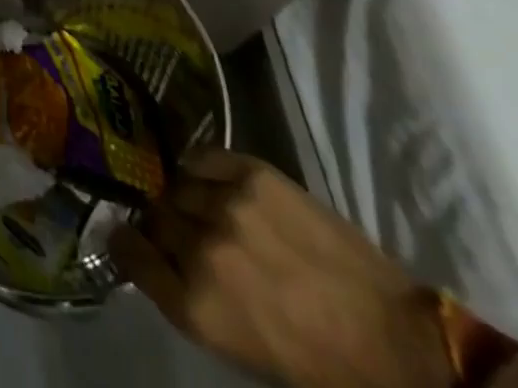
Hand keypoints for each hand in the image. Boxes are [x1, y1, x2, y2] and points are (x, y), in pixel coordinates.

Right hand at [111, 148, 451, 387]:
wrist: (392, 340)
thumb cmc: (314, 360)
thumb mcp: (235, 343)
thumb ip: (185, 293)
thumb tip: (150, 250)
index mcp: (195, 306)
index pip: (128, 252)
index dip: (125, 241)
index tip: (130, 237)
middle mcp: (201, 250)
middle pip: (154, 214)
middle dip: (161, 221)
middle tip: (180, 229)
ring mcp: (227, 205)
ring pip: (177, 183)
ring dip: (185, 195)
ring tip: (205, 207)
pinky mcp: (252, 173)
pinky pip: (204, 158)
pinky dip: (203, 169)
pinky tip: (217, 185)